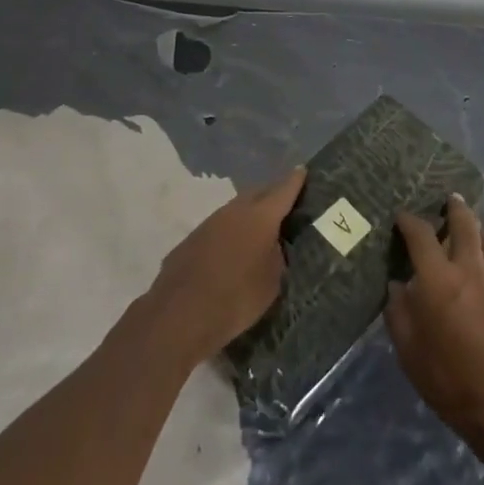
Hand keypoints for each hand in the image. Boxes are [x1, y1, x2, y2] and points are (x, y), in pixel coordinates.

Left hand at [146, 167, 306, 365]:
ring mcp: (210, 223)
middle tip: (283, 200)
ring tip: (258, 226)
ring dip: (248, 213)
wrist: (181, 314)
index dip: (294, 180)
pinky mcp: (191, 239)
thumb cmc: (237, 298)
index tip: (302, 170)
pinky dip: (229, 231)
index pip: (283, 191)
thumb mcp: (272, 282)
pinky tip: (230, 249)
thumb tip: (273, 245)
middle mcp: (234, 211)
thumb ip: (276, 256)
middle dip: (271, 193)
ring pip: (235, 209)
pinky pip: (218, 227)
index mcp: (260, 217)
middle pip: (257, 193)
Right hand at [386, 197, 483, 464]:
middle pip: (464, 223)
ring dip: (478, 228)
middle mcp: (470, 268)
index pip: (421, 234)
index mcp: (438, 278)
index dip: (409, 221)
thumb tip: (397, 287)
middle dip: (454, 208)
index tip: (401, 217)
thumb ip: (399, 313)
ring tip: (472, 227)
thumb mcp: (409, 351)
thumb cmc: (450, 380)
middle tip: (449, 200)